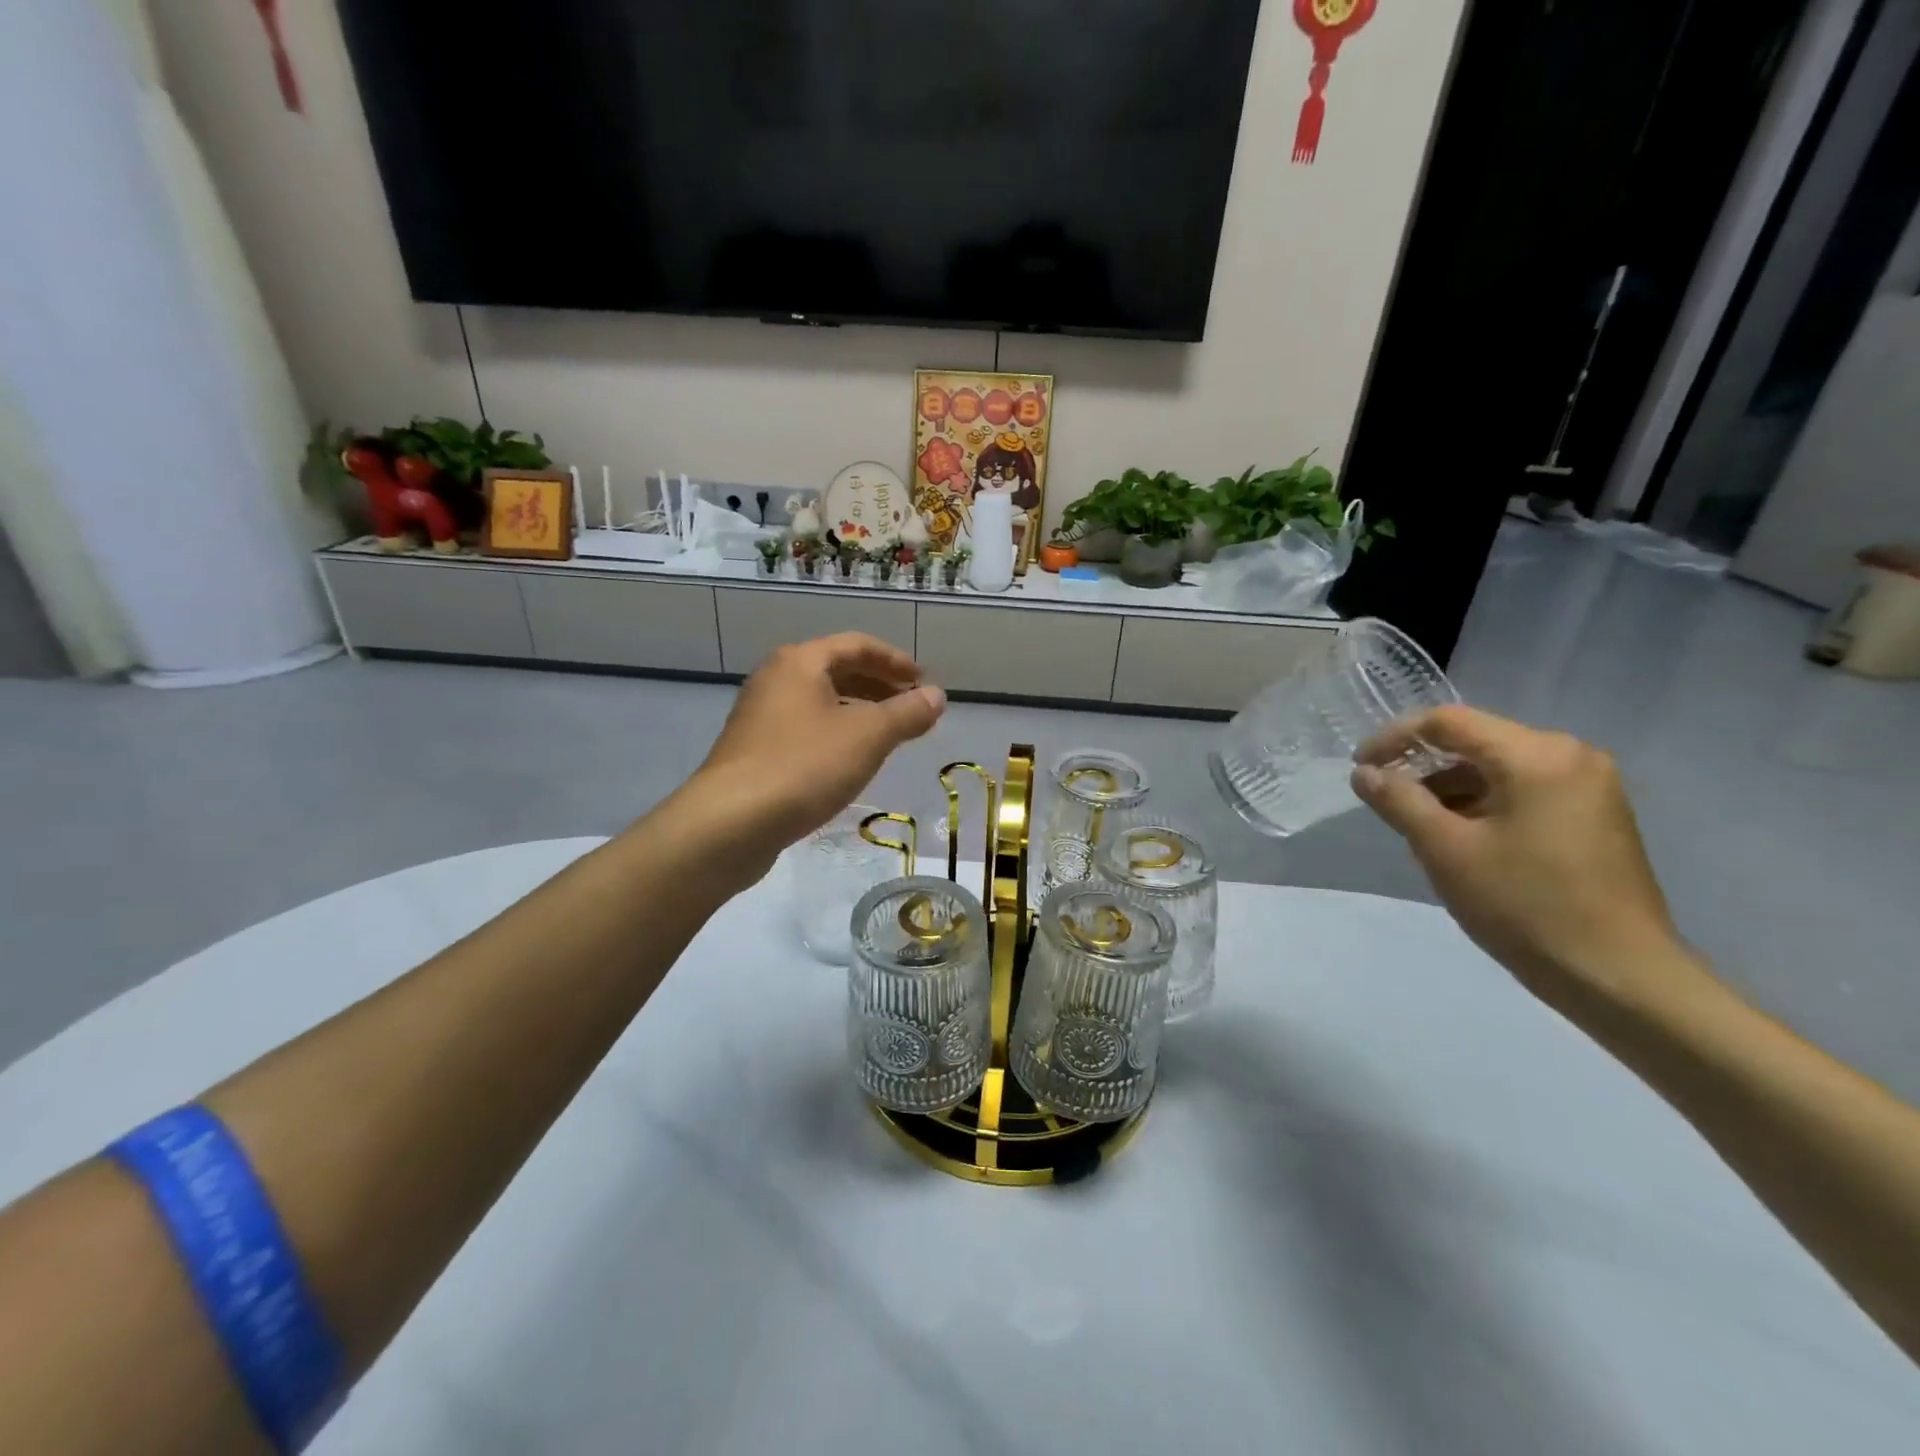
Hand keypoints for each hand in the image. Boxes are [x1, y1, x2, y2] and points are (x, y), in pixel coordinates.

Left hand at [683, 634, 945, 877]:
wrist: (730, 823)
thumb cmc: (804, 766)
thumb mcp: (868, 736)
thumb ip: (907, 713)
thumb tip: (937, 696)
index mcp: (800, 661)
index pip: (857, 645)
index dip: (896, 661)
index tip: (924, 682)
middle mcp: (775, 679)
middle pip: (836, 670)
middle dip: (878, 686)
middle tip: (911, 707)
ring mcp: (760, 716)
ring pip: (820, 702)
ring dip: (859, 712)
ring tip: (889, 736)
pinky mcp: (754, 751)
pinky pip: (805, 729)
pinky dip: (836, 734)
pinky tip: (851, 762)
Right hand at [1352, 706, 1691, 1008]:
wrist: (1619, 977)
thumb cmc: (1525, 905)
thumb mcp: (1445, 849)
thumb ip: (1398, 801)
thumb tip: (1364, 772)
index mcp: (1537, 755)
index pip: (1448, 722)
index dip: (1394, 738)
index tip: (1359, 768)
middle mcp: (1571, 756)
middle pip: (1475, 742)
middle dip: (1422, 766)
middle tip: (1384, 799)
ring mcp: (1589, 786)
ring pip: (1498, 768)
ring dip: (1449, 787)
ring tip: (1416, 824)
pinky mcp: (1594, 816)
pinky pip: (1523, 790)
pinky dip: (1482, 803)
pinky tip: (1460, 837)